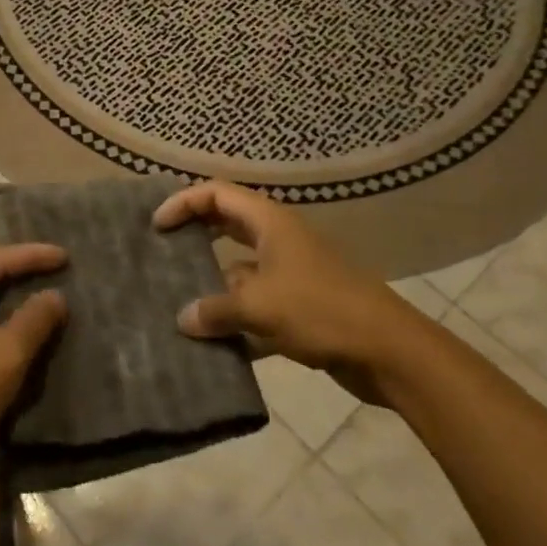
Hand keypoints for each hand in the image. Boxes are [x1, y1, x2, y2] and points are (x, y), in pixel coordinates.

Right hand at [156, 181, 433, 404]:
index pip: (216, 194)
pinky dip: (235, 315)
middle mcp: (278, 239)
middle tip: (162, 249)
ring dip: (212, 280)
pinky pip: (256, 301)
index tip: (157, 225)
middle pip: (227, 224)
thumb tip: (182, 319)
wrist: (389, 352)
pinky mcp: (299, 305)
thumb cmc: (321, 311)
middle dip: (195, 234)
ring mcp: (290, 272)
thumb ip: (215, 310)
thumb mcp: (259, 307)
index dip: (183, 202)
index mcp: (269, 223)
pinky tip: (213, 339)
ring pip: (240, 266)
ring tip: (178, 299)